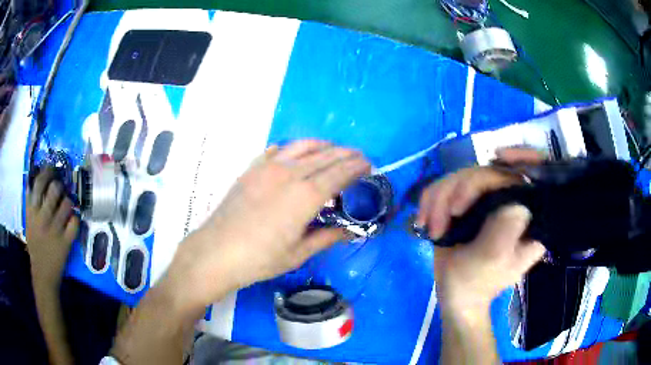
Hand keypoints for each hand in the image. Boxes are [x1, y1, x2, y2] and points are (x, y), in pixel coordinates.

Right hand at [26, 168, 78, 287]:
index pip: (40, 182)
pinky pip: (75, 222)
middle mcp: (43, 218)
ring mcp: (55, 230)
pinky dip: (75, 219)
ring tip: (66, 205)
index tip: (52, 169)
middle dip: (60, 185)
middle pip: (55, 189)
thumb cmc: (35, 245)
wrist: (43, 274)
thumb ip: (31, 202)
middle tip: (61, 188)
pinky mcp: (66, 242)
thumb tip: (35, 178)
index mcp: (32, 211)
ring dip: (68, 201)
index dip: (48, 172)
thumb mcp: (28, 221)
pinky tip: (71, 220)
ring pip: (67, 203)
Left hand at [165, 140, 370, 311]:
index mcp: (305, 196)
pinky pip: (278, 150)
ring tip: (334, 149)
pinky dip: (294, 147)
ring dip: (323, 145)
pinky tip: (297, 152)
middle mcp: (290, 174)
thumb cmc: (260, 259)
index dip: (356, 167)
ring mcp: (268, 168)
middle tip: (359, 156)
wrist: (216, 252)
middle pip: (325, 156)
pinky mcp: (252, 169)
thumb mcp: (298, 253)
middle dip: (345, 154)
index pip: (339, 173)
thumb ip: (327, 237)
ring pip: (303, 147)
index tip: (368, 164)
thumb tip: (350, 231)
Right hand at [416, 148, 545, 308]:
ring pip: (462, 176)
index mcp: (528, 217)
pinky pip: (446, 186)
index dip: (521, 156)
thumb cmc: (476, 282)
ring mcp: (488, 202)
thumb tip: (513, 199)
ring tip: (431, 228)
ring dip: (439, 200)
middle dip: (457, 191)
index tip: (499, 155)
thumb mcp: (493, 258)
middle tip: (439, 222)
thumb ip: (506, 228)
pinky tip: (424, 221)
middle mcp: (511, 203)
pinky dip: (430, 201)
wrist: (455, 295)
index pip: (530, 176)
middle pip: (488, 172)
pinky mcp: (467, 204)